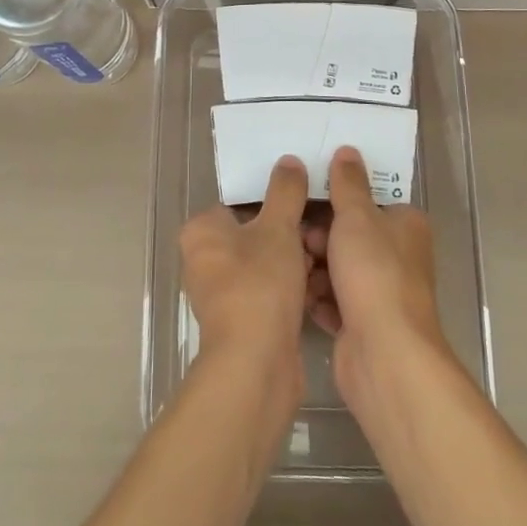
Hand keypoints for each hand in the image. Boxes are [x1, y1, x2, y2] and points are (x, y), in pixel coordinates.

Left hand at [179, 155, 311, 388]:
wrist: (256, 364)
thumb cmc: (259, 283)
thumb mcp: (278, 228)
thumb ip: (285, 192)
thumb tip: (289, 161)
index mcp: (201, 231)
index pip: (239, 202)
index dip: (273, 200)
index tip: (304, 201)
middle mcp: (203, 260)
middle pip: (254, 233)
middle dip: (288, 232)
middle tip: (319, 229)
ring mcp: (221, 294)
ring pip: (265, 263)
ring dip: (294, 260)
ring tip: (324, 255)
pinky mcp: (240, 322)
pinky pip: (269, 291)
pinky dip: (291, 287)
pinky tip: (318, 285)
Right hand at [303, 147, 447, 403]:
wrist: (384, 356)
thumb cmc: (374, 273)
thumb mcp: (357, 216)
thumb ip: (348, 183)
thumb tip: (348, 151)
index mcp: (405, 225)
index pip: (368, 201)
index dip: (338, 199)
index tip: (307, 198)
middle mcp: (398, 257)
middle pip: (349, 235)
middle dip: (319, 236)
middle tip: (296, 238)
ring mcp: (380, 293)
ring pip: (337, 268)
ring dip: (313, 267)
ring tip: (293, 267)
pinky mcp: (362, 324)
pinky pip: (332, 300)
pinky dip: (316, 297)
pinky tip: (296, 295)